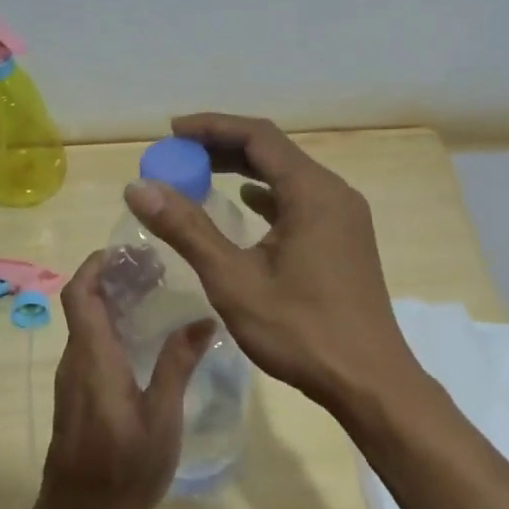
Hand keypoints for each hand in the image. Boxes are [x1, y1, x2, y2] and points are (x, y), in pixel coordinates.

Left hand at [35, 250, 212, 508]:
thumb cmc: (123, 469)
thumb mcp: (161, 418)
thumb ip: (177, 365)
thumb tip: (203, 319)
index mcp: (93, 358)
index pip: (80, 294)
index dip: (96, 265)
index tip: (129, 251)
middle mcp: (76, 360)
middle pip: (83, 303)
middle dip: (113, 278)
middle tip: (156, 269)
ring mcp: (73, 378)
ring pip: (86, 323)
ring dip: (114, 301)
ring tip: (157, 295)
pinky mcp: (76, 394)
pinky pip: (90, 344)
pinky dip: (112, 326)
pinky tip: (145, 337)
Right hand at [121, 113, 425, 421]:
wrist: (369, 381)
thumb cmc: (301, 331)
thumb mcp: (234, 280)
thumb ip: (187, 229)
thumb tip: (140, 188)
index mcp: (313, 192)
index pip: (258, 136)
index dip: (212, 127)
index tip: (172, 132)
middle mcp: (334, 193)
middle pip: (274, 151)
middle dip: (224, 146)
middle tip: (179, 153)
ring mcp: (344, 216)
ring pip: (288, 175)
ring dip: (244, 170)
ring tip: (201, 173)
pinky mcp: (345, 238)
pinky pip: (300, 200)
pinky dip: (267, 195)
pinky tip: (246, 204)